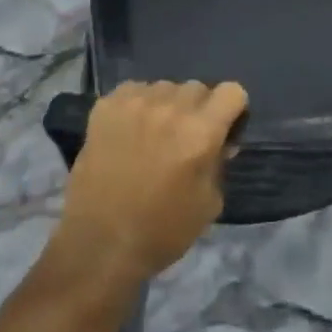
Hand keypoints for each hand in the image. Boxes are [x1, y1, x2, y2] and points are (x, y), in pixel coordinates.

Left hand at [51, 81, 247, 287]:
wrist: (99, 244)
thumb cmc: (161, 232)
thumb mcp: (208, 204)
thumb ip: (219, 164)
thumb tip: (220, 142)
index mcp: (200, 131)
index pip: (231, 91)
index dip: (232, 110)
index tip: (223, 129)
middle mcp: (170, 108)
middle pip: (197, 87)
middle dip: (198, 109)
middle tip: (185, 138)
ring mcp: (135, 102)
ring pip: (164, 87)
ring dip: (166, 106)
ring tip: (154, 134)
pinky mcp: (106, 105)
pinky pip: (133, 90)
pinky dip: (137, 105)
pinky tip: (129, 131)